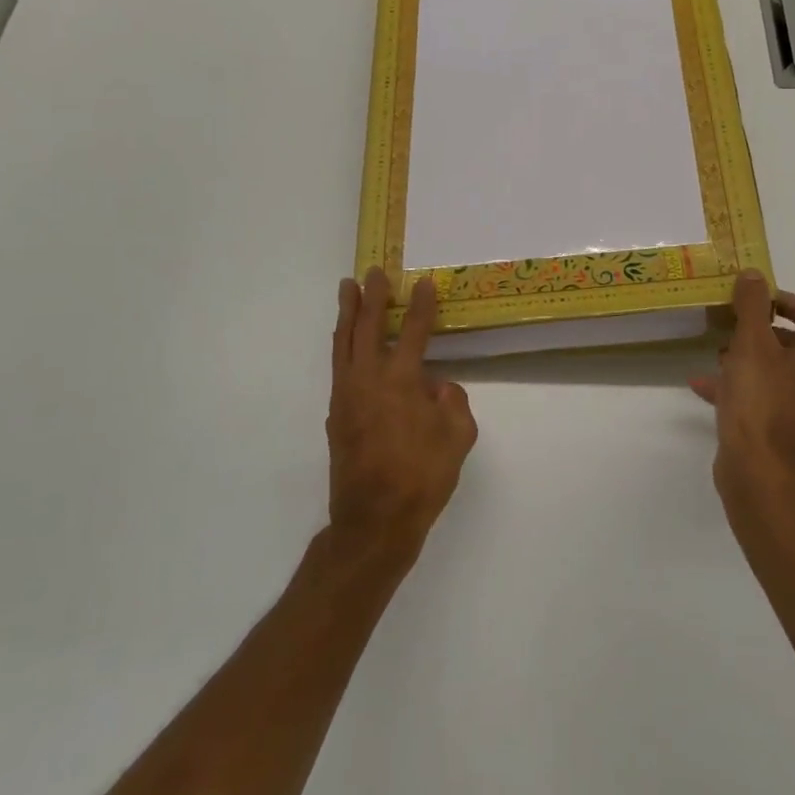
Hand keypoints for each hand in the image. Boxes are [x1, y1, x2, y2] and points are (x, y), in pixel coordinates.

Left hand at [327, 268, 477, 558]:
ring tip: (347, 289)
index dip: (420, 305)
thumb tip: (437, 388)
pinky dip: (342, 345)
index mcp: (400, 383)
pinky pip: (338, 367)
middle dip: (372, 297)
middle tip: (373, 271)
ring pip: (343, 344)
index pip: (412, 333)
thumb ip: (452, 404)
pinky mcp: (337, 415)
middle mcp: (368, 381)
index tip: (422, 281)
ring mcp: (347, 398)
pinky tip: (346, 341)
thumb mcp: (458, 439)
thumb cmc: (421, 479)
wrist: (373, 523)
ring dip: (347, 314)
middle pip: (366, 328)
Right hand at [692, 271, 794, 498]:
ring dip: (747, 359)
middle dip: (759, 330)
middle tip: (730, 324)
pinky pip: (768, 398)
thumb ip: (752, 305)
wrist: (758, 472)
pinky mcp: (791, 432)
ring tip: (716, 354)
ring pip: (779, 372)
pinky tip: (704, 385)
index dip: (781, 299)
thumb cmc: (759, 400)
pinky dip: (742, 387)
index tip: (750, 297)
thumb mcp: (751, 343)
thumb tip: (754, 274)